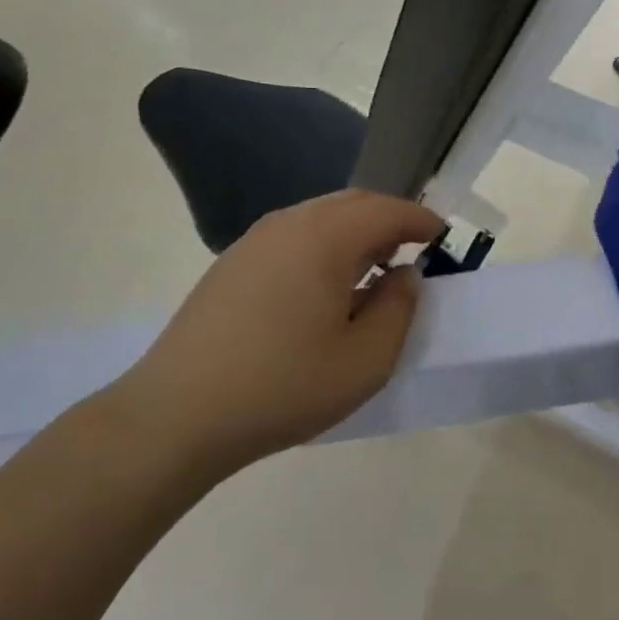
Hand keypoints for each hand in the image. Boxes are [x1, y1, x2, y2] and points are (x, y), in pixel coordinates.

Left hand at [107, 190, 444, 484]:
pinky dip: (323, 245)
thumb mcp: (365, 361)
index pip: (387, 210)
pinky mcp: (231, 263)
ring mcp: (254, 241)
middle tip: (413, 249)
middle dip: (389, 219)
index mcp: (325, 237)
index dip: (420, 219)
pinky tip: (323, 287)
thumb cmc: (283, 386)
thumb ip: (399, 309)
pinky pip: (293, 236)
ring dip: (355, 232)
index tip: (442, 236)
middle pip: (353, 203)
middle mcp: (290, 223)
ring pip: (320, 217)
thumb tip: (405, 275)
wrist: (176, 416)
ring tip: (372, 269)